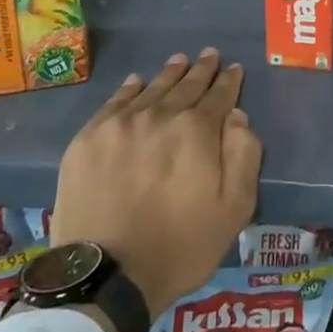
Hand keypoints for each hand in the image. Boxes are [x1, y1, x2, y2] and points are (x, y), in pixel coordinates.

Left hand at [50, 50, 261, 320]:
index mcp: (197, 130)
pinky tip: (136, 82)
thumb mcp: (234, 210)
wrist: (106, 276)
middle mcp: (160, 115)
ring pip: (152, 88)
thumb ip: (243, 156)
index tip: (233, 68)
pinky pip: (115, 102)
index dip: (229, 81)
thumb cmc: (180, 247)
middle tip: (209, 55)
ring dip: (169, 73)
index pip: (219, 96)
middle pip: (186, 85)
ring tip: (179, 60)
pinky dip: (130, 89)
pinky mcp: (89, 138)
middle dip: (201, 70)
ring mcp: (120, 124)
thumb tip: (238, 116)